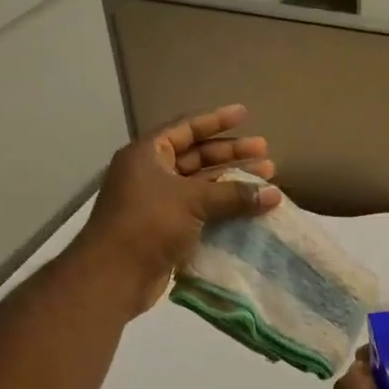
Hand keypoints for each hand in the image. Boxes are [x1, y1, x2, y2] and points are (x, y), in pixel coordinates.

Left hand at [80, 105, 282, 315]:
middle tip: (266, 152)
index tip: (245, 114)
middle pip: (197, 156)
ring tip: (266, 180)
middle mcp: (151, 173)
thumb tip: (273, 194)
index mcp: (148, 154)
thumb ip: (234, 194)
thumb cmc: (148, 223)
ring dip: (231, 182)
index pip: (186, 128)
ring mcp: (158, 203)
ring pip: (201, 185)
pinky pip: (200, 211)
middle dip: (231, 154)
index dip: (217, 120)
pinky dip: (223, 208)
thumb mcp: (193, 201)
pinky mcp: (166, 229)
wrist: (114, 275)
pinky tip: (249, 210)